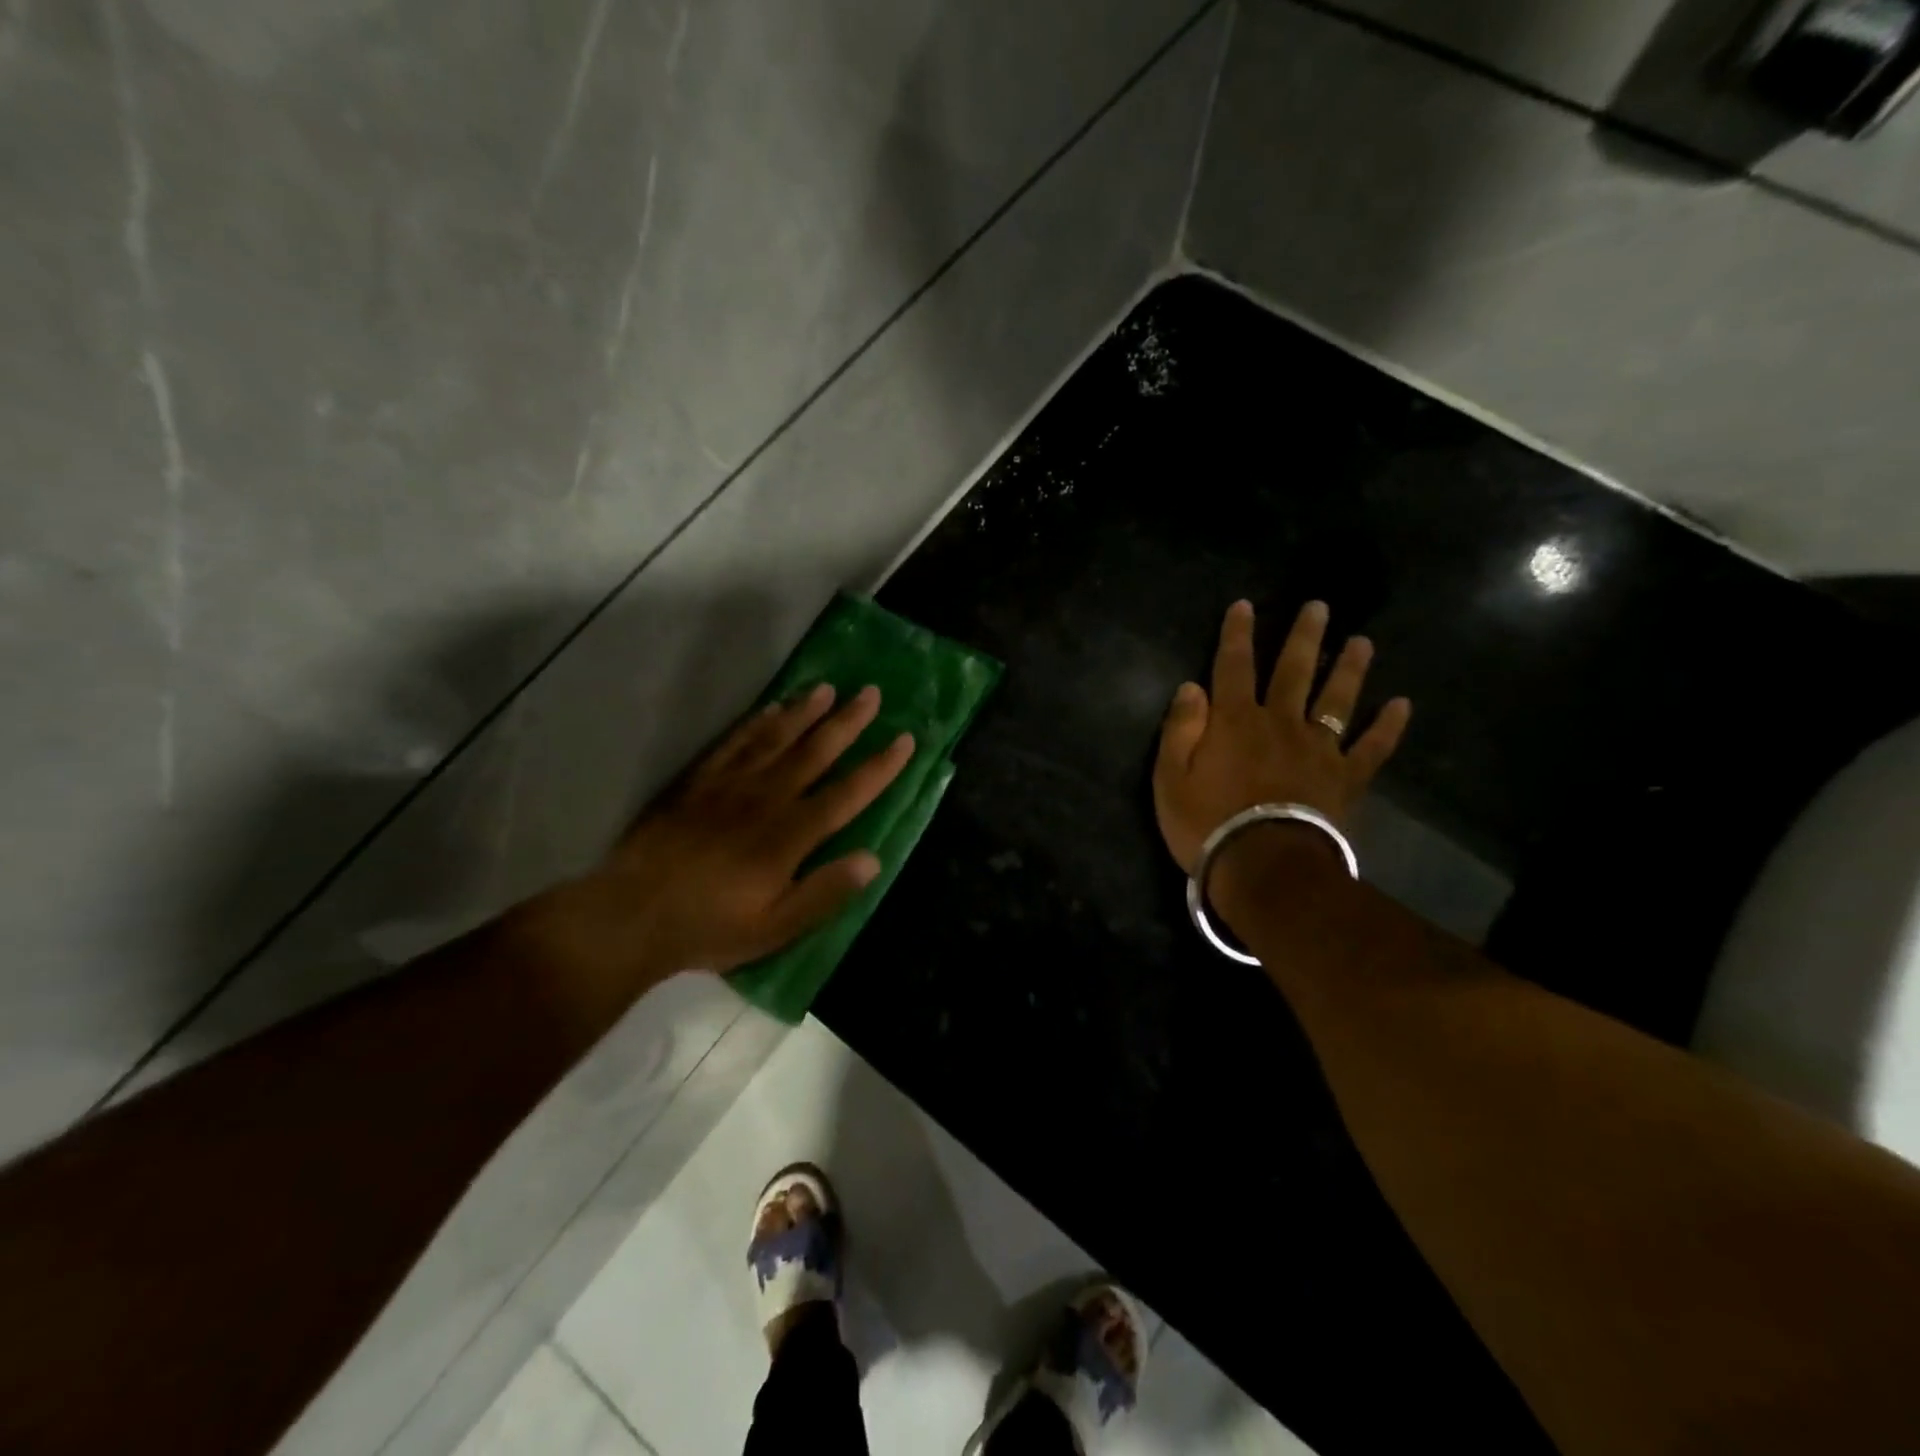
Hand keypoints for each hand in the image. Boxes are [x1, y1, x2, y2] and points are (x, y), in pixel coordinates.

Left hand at [526, 683, 914, 994]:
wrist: (632, 915)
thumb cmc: (710, 927)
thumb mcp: (776, 927)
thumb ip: (825, 892)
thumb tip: (872, 859)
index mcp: (791, 835)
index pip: (848, 793)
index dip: (880, 767)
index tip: (905, 739)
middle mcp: (767, 799)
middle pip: (816, 752)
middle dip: (848, 722)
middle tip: (871, 693)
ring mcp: (730, 785)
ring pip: (776, 739)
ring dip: (805, 712)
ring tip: (828, 689)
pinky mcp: (698, 782)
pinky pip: (733, 743)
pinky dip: (755, 723)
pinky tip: (770, 710)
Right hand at [1153, 599, 1410, 874]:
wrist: (1265, 868)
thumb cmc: (1207, 824)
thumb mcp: (1170, 778)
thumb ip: (1180, 729)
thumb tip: (1191, 687)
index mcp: (1234, 721)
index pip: (1234, 667)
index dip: (1237, 635)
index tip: (1244, 605)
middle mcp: (1280, 723)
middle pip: (1294, 671)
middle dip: (1304, 637)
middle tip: (1320, 607)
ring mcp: (1318, 749)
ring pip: (1337, 699)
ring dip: (1350, 669)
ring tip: (1362, 643)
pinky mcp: (1346, 778)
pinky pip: (1372, 748)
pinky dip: (1388, 727)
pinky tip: (1403, 705)